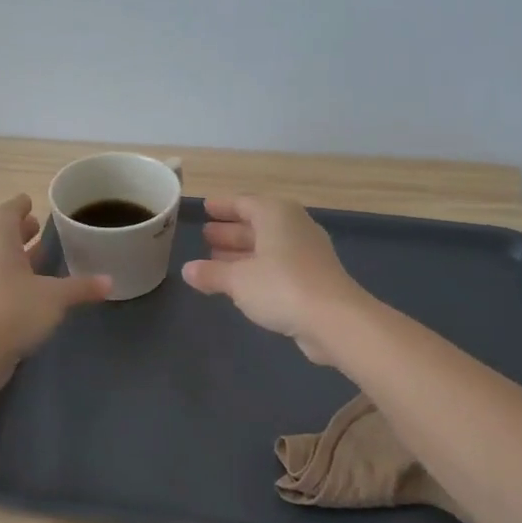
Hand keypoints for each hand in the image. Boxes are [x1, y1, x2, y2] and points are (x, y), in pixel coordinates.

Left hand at [0, 195, 111, 369]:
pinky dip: (12, 279)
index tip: (30, 200)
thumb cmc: (13, 311)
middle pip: (1, 236)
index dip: (19, 205)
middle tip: (39, 227)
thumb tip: (110, 281)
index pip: (7, 213)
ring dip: (16, 256)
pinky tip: (30, 290)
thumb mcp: (55, 298)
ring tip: (39, 256)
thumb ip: (81, 287)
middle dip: (20, 231)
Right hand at [182, 197, 366, 364]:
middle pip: (257, 224)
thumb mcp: (237, 280)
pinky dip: (257, 269)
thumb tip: (188, 270)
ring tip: (215, 259)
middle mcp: (294, 227)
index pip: (245, 203)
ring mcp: (306, 253)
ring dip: (242, 252)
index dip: (223, 206)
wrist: (333, 319)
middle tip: (206, 236)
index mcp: (276, 215)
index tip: (205, 208)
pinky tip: (241, 283)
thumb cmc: (280, 286)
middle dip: (230, 231)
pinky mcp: (312, 278)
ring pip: (267, 246)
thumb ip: (211, 273)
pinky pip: (277, 265)